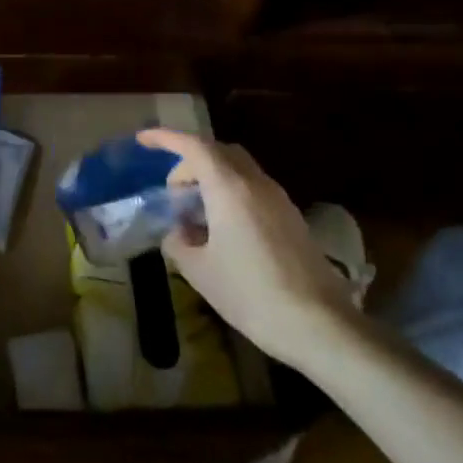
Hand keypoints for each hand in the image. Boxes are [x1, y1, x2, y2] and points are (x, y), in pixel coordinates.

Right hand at [137, 128, 360, 366]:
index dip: (165, 138)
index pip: (193, 146)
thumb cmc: (250, 293)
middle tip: (172, 192)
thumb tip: (177, 233)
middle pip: (219, 152)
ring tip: (194, 214)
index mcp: (229, 188)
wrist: (319, 324)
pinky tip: (222, 230)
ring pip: (238, 170)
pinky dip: (230, 194)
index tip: (143, 140)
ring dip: (211, 179)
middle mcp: (256, 184)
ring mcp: (279, 199)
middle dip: (190, 162)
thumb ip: (179, 243)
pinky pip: (253, 189)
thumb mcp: (199, 271)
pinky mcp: (292, 218)